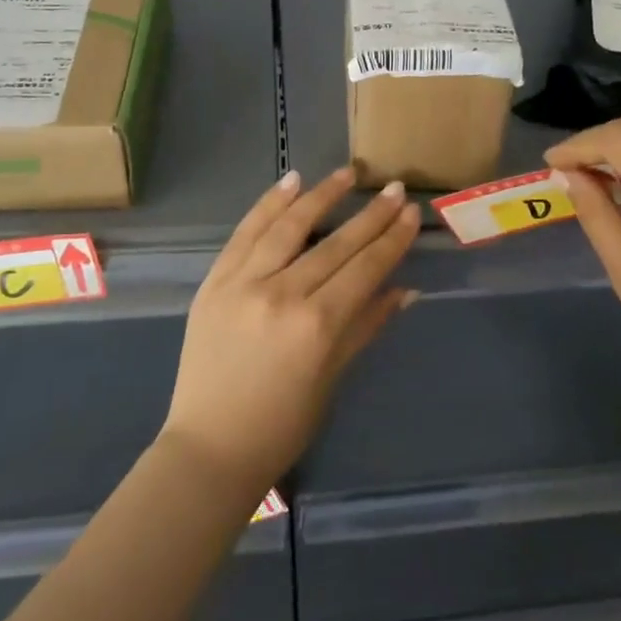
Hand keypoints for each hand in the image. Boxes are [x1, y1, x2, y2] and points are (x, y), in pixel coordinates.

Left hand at [163, 167, 420, 498]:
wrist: (210, 446)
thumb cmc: (282, 424)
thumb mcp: (332, 376)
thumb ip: (367, 326)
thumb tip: (407, 290)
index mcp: (317, 325)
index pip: (365, 268)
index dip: (392, 239)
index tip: (411, 213)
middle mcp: (282, 294)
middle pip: (335, 244)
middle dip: (371, 215)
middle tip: (394, 188)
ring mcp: (243, 283)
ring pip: (289, 227)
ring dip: (321, 196)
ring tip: (348, 174)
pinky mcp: (214, 281)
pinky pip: (245, 233)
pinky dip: (268, 205)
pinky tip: (291, 182)